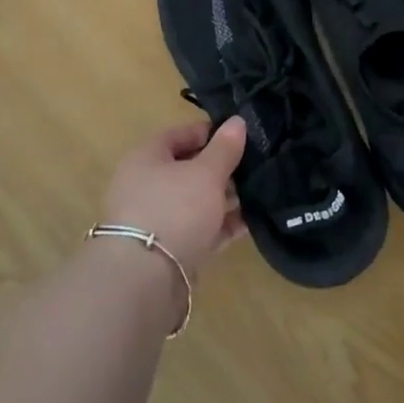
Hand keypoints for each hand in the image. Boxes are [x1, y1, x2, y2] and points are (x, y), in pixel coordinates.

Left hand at [102, 117, 247, 276]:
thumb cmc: (174, 209)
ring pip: (195, 201)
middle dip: (221, 168)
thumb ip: (225, 148)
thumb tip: (237, 121)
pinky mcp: (167, 251)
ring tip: (259, 194)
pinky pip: (199, 229)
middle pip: (188, 168)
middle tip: (254, 167)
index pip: (181, 134)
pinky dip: (221, 226)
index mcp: (147, 157)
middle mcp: (146, 185)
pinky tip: (251, 223)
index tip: (242, 136)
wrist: (144, 280)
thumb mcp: (206, 172)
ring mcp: (155, 220)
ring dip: (224, 199)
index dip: (211, 132)